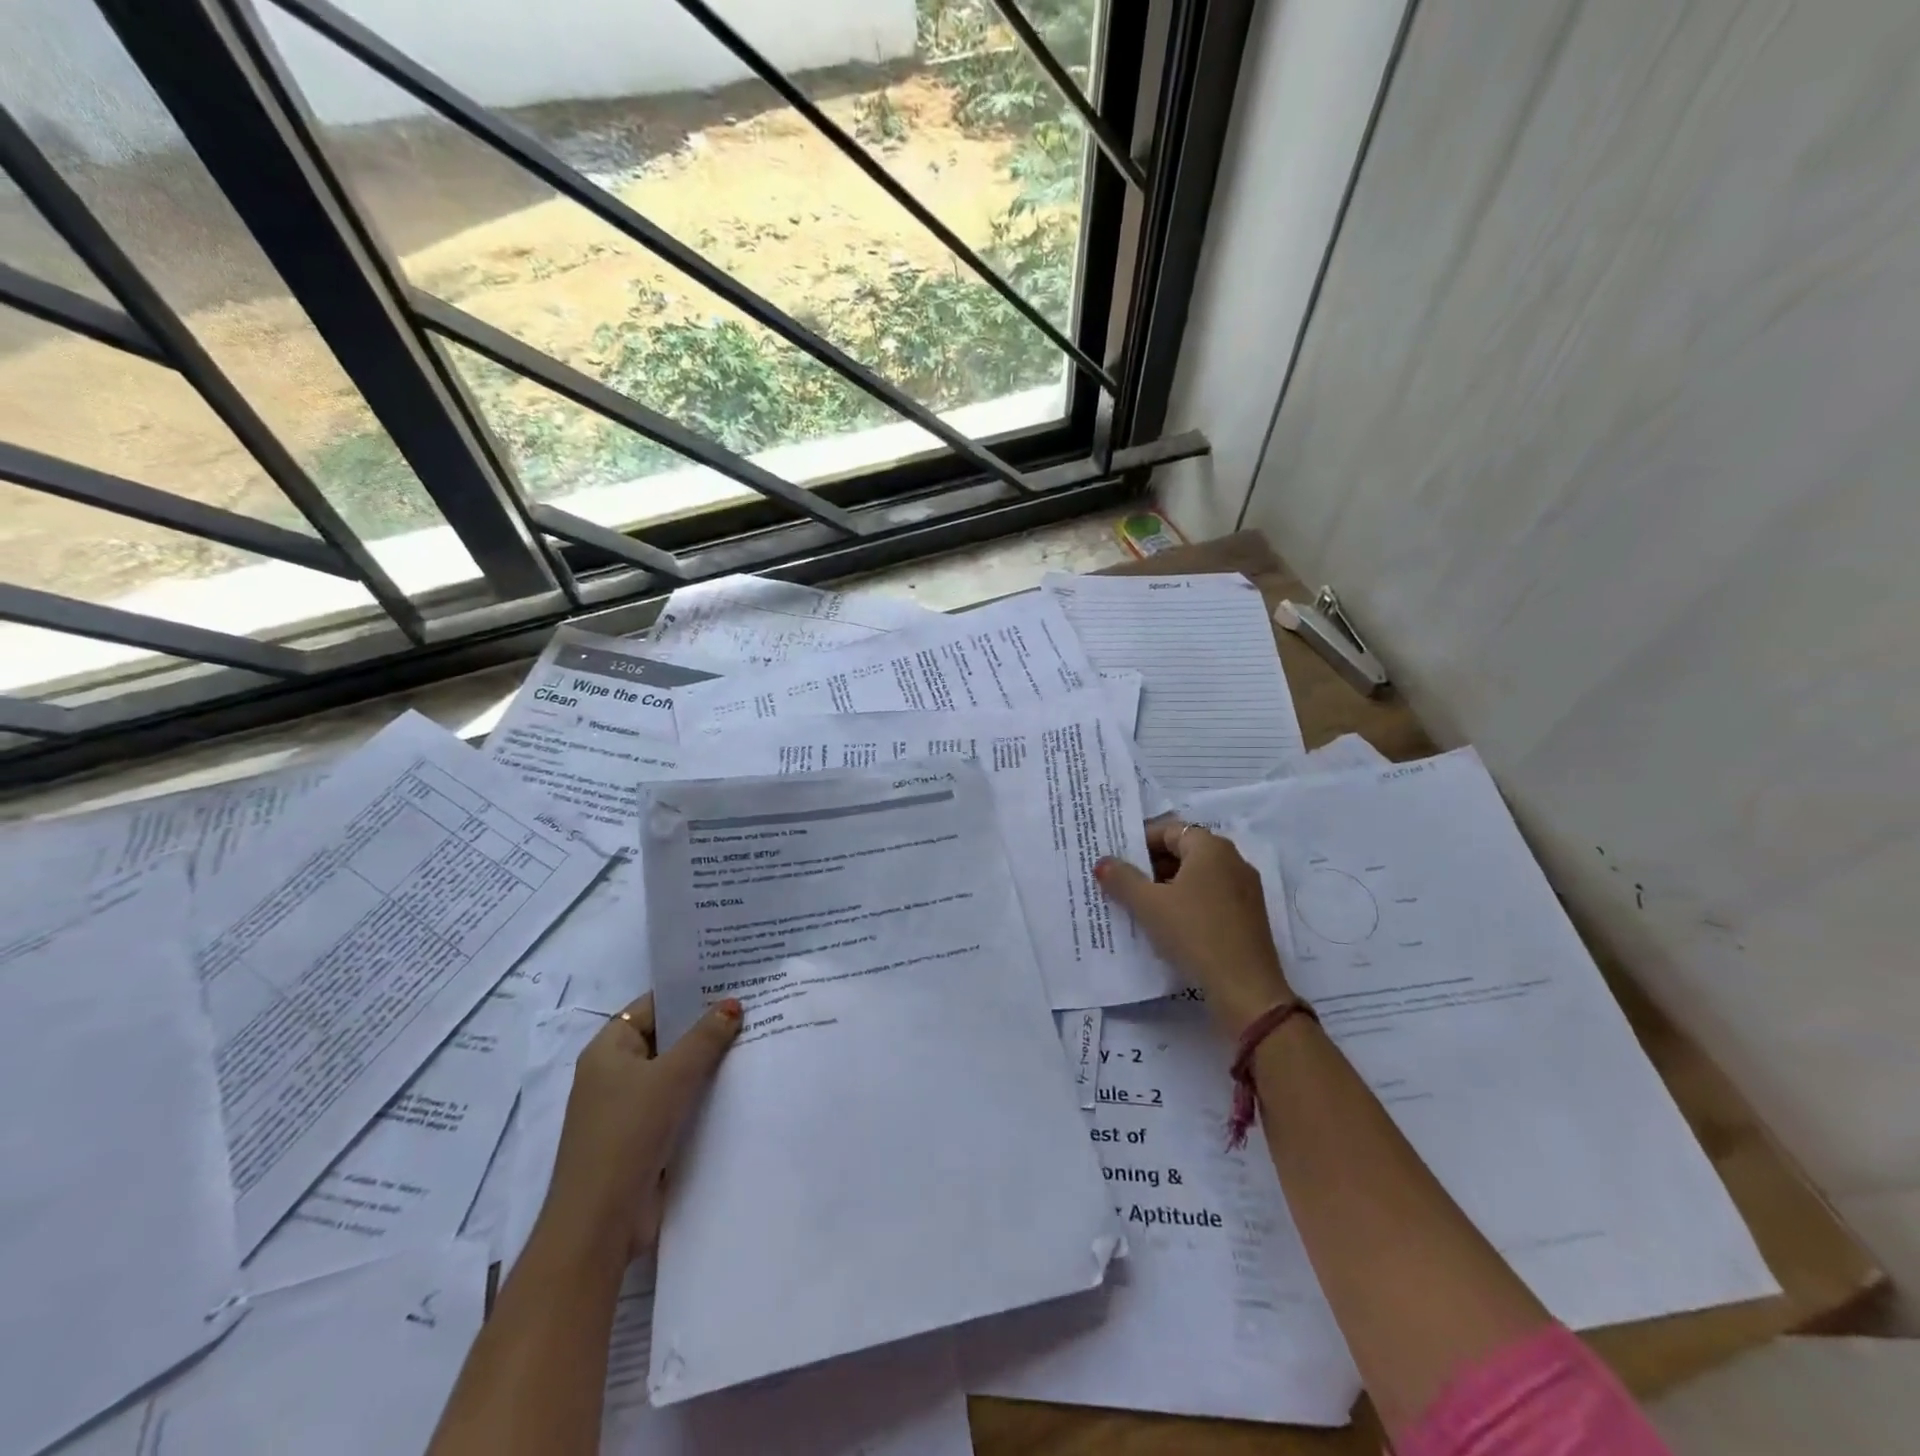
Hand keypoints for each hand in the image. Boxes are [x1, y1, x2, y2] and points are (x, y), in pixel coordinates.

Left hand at [537, 993, 741, 1263]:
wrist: (600, 1223)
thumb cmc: (628, 1133)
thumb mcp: (672, 1075)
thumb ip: (705, 1037)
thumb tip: (733, 1004)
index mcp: (608, 1050)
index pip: (652, 1006)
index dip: (688, 992)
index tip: (730, 981)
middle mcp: (615, 1074)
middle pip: (666, 1038)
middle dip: (705, 1027)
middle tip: (753, 1006)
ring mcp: (629, 1109)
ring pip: (675, 1073)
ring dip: (708, 1063)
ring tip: (756, 1038)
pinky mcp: (645, 1140)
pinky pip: (679, 1104)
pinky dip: (704, 1095)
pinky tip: (740, 1085)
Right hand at [1096, 820, 1292, 1034]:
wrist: (1245, 988)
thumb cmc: (1194, 933)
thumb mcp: (1149, 905)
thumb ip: (1122, 879)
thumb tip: (1103, 861)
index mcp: (1211, 848)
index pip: (1169, 830)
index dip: (1140, 841)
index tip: (1117, 859)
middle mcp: (1233, 860)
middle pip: (1184, 851)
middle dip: (1151, 865)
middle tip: (1122, 882)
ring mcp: (1244, 889)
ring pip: (1197, 876)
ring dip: (1167, 886)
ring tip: (1139, 905)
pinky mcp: (1248, 916)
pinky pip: (1210, 897)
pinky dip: (1187, 902)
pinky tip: (1168, 925)